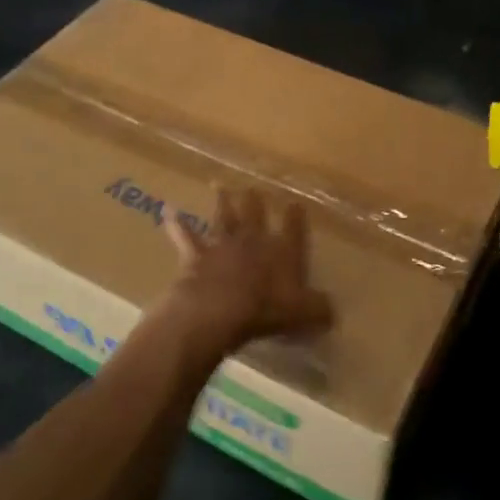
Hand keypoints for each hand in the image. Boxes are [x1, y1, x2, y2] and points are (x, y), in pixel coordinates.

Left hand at [158, 188, 331, 359]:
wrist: (218, 309)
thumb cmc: (266, 310)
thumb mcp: (303, 314)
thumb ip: (319, 309)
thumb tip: (332, 311)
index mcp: (282, 251)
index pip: (293, 228)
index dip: (295, 216)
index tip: (295, 203)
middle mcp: (253, 240)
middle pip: (255, 214)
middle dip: (255, 201)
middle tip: (253, 187)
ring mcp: (222, 244)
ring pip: (223, 217)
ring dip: (222, 202)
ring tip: (220, 185)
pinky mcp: (195, 254)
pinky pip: (184, 235)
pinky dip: (176, 223)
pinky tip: (167, 210)